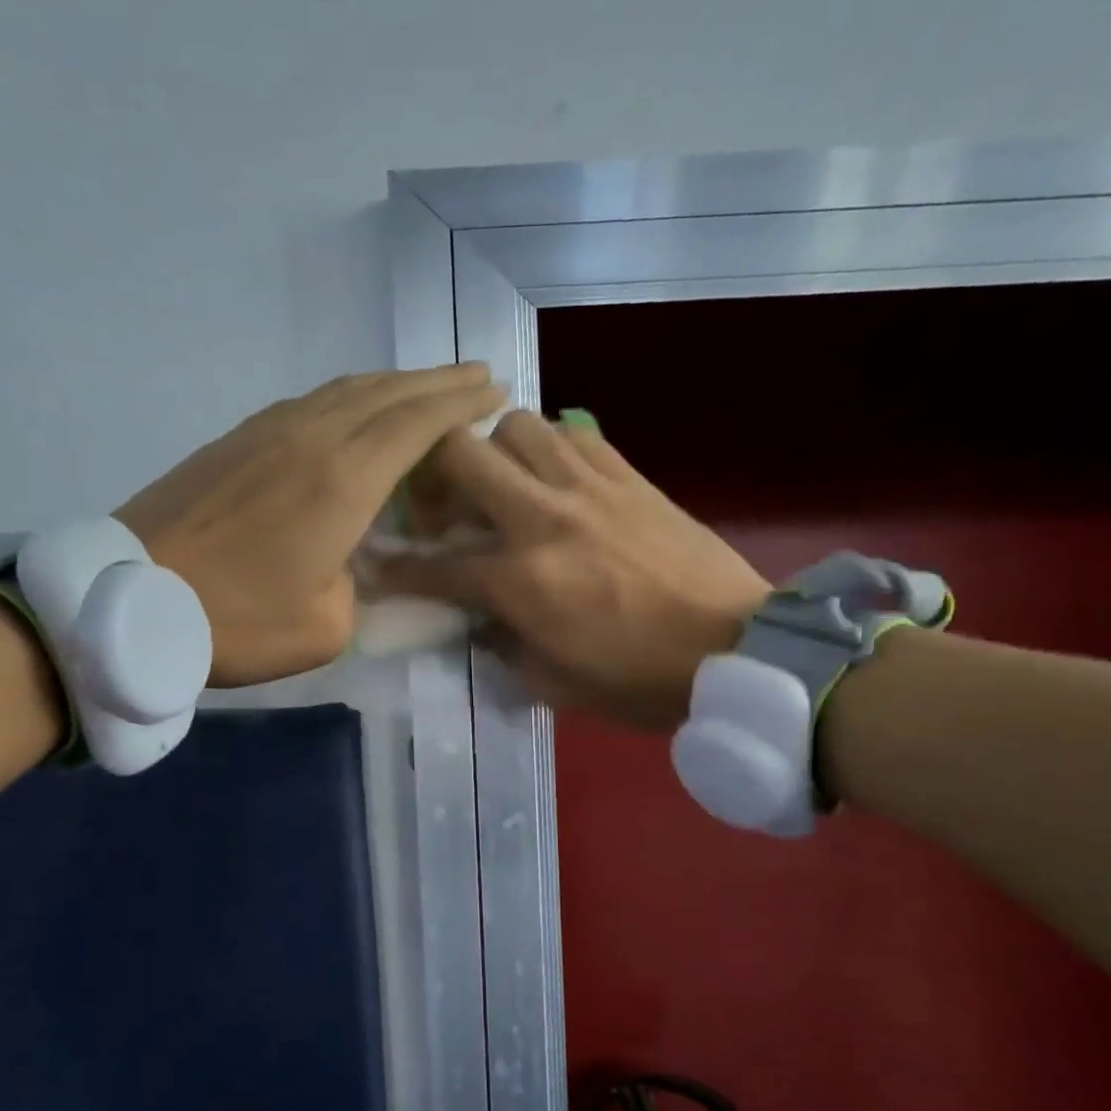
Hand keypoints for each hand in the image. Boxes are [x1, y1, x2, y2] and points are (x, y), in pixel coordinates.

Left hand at [114, 364, 504, 686]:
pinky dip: (349, 397)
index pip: (418, 423)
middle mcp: (312, 438)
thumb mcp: (326, 626)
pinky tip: (355, 410)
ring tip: (426, 388)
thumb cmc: (237, 620)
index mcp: (343, 480)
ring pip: (346, 389)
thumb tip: (356, 561)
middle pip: (387, 392)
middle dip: (438, 381)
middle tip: (476, 375)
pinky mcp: (236, 440)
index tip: (494, 390)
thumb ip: (361, 587)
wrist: (129, 601)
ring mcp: (268, 431)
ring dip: (393, 383)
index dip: (461, 403)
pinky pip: (310, 402)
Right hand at [375, 411, 770, 727]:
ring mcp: (589, 488)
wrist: (736, 649)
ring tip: (502, 485)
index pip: (435, 566)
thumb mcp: (556, 685)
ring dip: (494, 451)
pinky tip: (556, 480)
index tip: (374, 562)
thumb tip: (480, 621)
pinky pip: (575, 434)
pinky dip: (551, 447)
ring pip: (517, 425)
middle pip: (460, 456)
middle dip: (433, 476)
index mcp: (521, 581)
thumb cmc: (641, 681)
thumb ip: (504, 647)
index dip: (395, 566)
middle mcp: (544, 519)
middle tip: (443, 506)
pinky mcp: (630, 476)